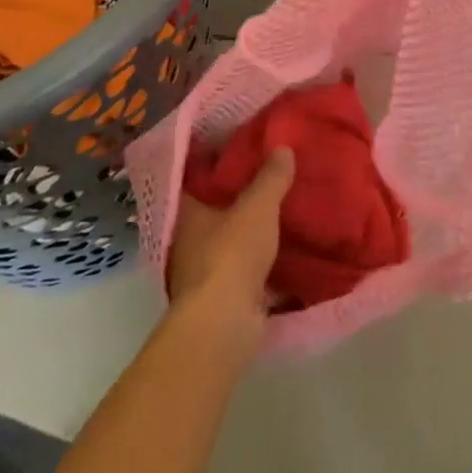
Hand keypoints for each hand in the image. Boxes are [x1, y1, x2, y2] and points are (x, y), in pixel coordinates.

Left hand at [166, 149, 294, 343]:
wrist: (223, 325)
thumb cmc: (231, 254)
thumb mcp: (258, 206)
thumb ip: (271, 177)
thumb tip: (283, 147)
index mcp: (186, 213)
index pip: (194, 179)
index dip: (214, 163)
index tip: (238, 150)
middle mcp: (187, 241)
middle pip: (212, 212)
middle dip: (237, 199)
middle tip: (268, 178)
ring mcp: (202, 273)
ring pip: (229, 243)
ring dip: (249, 233)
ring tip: (281, 213)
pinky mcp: (221, 299)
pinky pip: (244, 271)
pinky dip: (261, 264)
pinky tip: (285, 252)